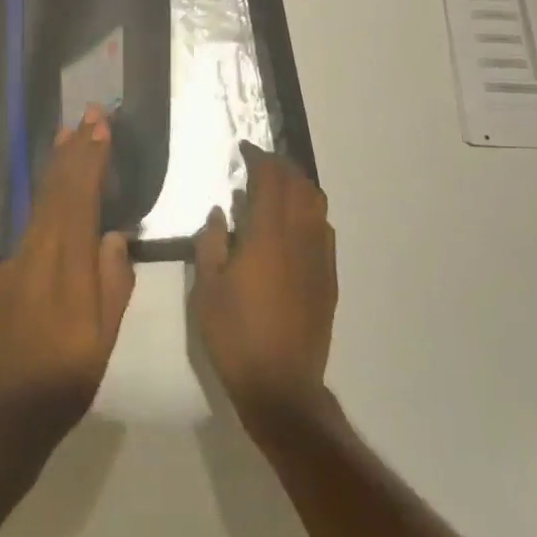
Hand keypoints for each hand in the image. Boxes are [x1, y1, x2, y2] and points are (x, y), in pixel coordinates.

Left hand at [0, 105, 135, 463]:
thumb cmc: (60, 385)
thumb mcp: (101, 342)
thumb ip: (111, 284)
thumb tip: (114, 236)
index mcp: (64, 267)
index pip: (79, 199)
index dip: (90, 160)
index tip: (101, 126)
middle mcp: (35, 253)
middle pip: (56, 192)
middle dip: (73, 150)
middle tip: (88, 114)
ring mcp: (14, 263)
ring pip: (40, 204)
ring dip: (57, 168)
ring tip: (67, 137)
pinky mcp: (2, 277)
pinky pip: (31, 225)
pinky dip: (46, 199)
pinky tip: (54, 195)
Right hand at [193, 143, 336, 437]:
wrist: (281, 387)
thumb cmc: (235, 336)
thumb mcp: (207, 289)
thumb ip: (211, 243)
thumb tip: (220, 212)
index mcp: (267, 237)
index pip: (270, 181)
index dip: (259, 159)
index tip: (244, 149)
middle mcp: (299, 239)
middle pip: (299, 186)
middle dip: (281, 166)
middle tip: (259, 163)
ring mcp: (319, 258)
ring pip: (317, 205)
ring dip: (299, 186)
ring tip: (278, 187)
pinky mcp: (329, 279)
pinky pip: (324, 230)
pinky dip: (310, 213)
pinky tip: (294, 224)